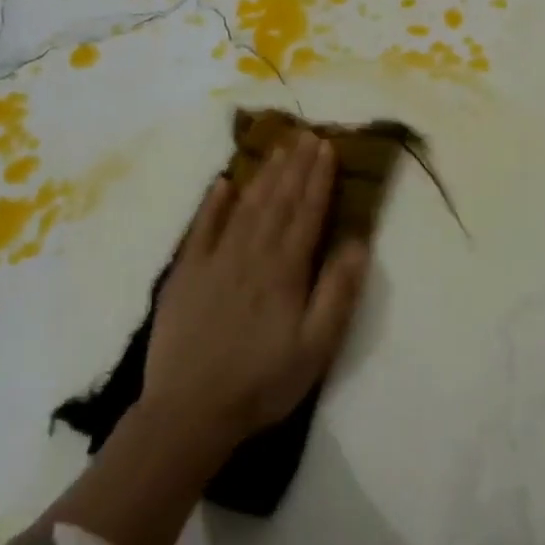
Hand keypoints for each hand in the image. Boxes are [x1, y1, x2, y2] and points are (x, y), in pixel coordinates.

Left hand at [141, 133, 370, 449]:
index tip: (327, 147)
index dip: (318, 179)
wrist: (189, 411)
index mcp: (285, 271)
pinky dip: (213, 205)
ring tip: (277, 148)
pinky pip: (201, 229)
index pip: (306, 213)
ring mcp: (214, 261)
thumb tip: (358, 242)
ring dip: (263, 175)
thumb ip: (338, 292)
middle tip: (306, 134)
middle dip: (294, 166)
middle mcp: (251, 255)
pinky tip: (223, 184)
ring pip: (245, 207)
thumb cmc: (262, 382)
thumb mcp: (316, 347)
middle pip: (277, 201)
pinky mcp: (185, 275)